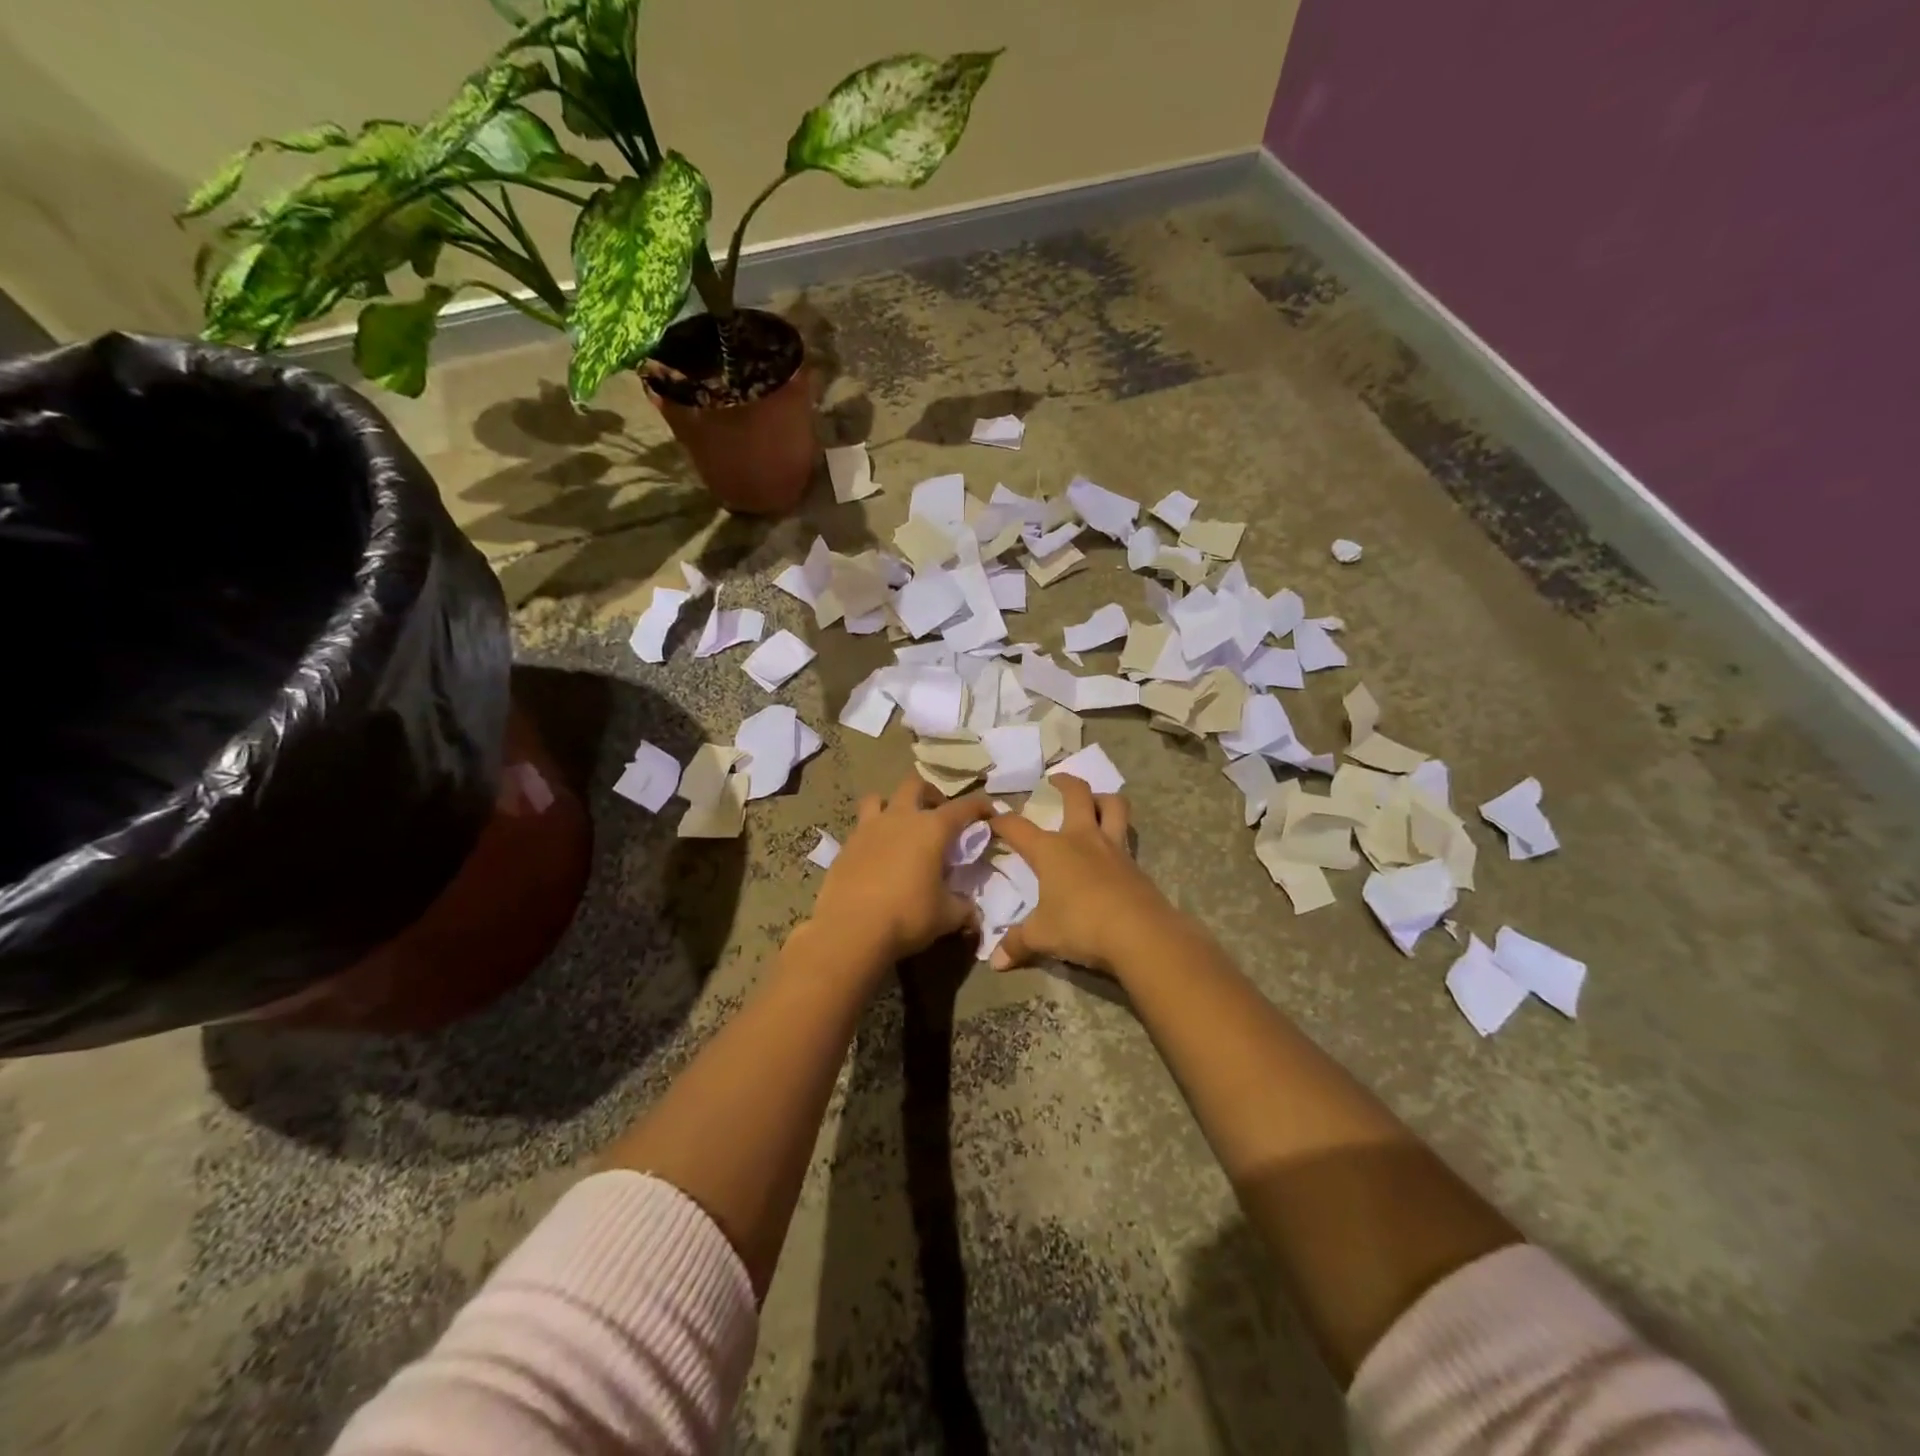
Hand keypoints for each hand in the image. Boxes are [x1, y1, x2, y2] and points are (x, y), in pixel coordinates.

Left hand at [808, 774, 993, 965]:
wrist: (850, 930)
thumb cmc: (907, 916)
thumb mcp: (947, 916)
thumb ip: (963, 907)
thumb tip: (971, 910)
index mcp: (932, 828)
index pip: (964, 807)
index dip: (980, 806)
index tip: (989, 813)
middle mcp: (900, 818)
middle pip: (915, 784)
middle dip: (930, 793)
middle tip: (938, 814)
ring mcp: (868, 828)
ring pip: (878, 798)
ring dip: (891, 805)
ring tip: (899, 826)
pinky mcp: (845, 846)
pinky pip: (860, 828)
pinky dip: (871, 834)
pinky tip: (876, 857)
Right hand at [986, 777, 1175, 973]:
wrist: (1140, 933)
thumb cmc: (1081, 926)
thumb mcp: (1042, 937)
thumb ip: (1017, 943)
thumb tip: (993, 962)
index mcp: (1051, 850)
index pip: (1018, 827)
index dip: (1002, 821)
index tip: (992, 819)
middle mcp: (1082, 839)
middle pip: (1077, 794)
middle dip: (1065, 782)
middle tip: (1056, 780)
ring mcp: (1113, 848)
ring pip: (1113, 806)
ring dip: (1103, 798)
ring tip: (1095, 801)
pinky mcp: (1136, 864)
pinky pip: (1127, 837)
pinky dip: (1119, 834)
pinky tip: (1113, 851)